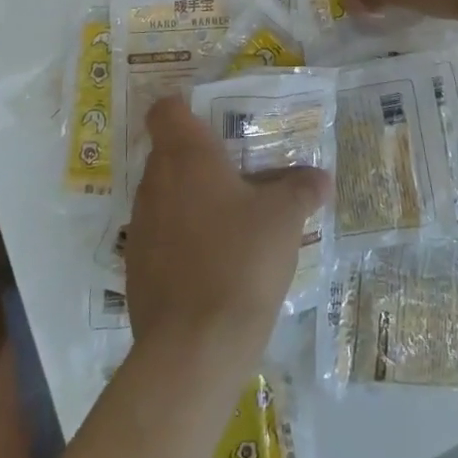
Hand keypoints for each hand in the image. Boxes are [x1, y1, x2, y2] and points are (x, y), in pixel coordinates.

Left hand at [126, 96, 331, 376]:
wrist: (193, 349)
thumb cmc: (240, 259)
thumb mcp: (284, 218)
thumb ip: (301, 189)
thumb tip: (320, 177)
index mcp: (185, 155)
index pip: (166, 109)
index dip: (185, 108)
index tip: (212, 121)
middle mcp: (155, 182)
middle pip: (170, 153)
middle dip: (202, 160)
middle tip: (242, 173)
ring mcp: (140, 227)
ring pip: (167, 196)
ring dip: (194, 201)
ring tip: (235, 222)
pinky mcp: (137, 269)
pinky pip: (162, 237)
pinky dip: (185, 240)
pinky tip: (217, 264)